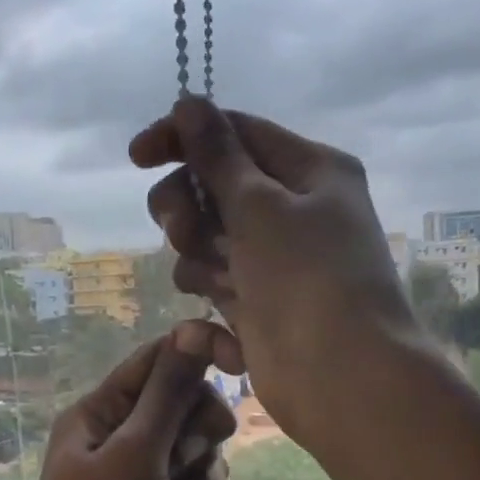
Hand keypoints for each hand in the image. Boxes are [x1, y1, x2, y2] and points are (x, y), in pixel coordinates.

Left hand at [0, 320, 236, 479]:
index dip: (197, 350)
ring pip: (194, 440)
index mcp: (98, 413)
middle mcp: (119, 439)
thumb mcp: (132, 454)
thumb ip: (168, 393)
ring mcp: (142, 479)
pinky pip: (198, 478)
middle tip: (191, 447)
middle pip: (180, 399)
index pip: (156, 360)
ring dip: (203, 453)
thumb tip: (193, 328)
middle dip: (198, 415)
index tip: (240, 360)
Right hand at [130, 97, 419, 450]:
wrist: (342, 377)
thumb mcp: (259, 205)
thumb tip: (189, 101)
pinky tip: (217, 313)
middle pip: (215, 185)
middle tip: (182, 229)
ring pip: (208, 235)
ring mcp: (275, 258)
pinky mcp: (259, 301)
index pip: (236, 133)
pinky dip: (210, 290)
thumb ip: (217, 154)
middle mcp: (295, 208)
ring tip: (216, 279)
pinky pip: (215, 278)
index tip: (137, 157)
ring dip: (198, 252)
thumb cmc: (307, 279)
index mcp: (310, 171)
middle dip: (188, 205)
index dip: (184, 138)